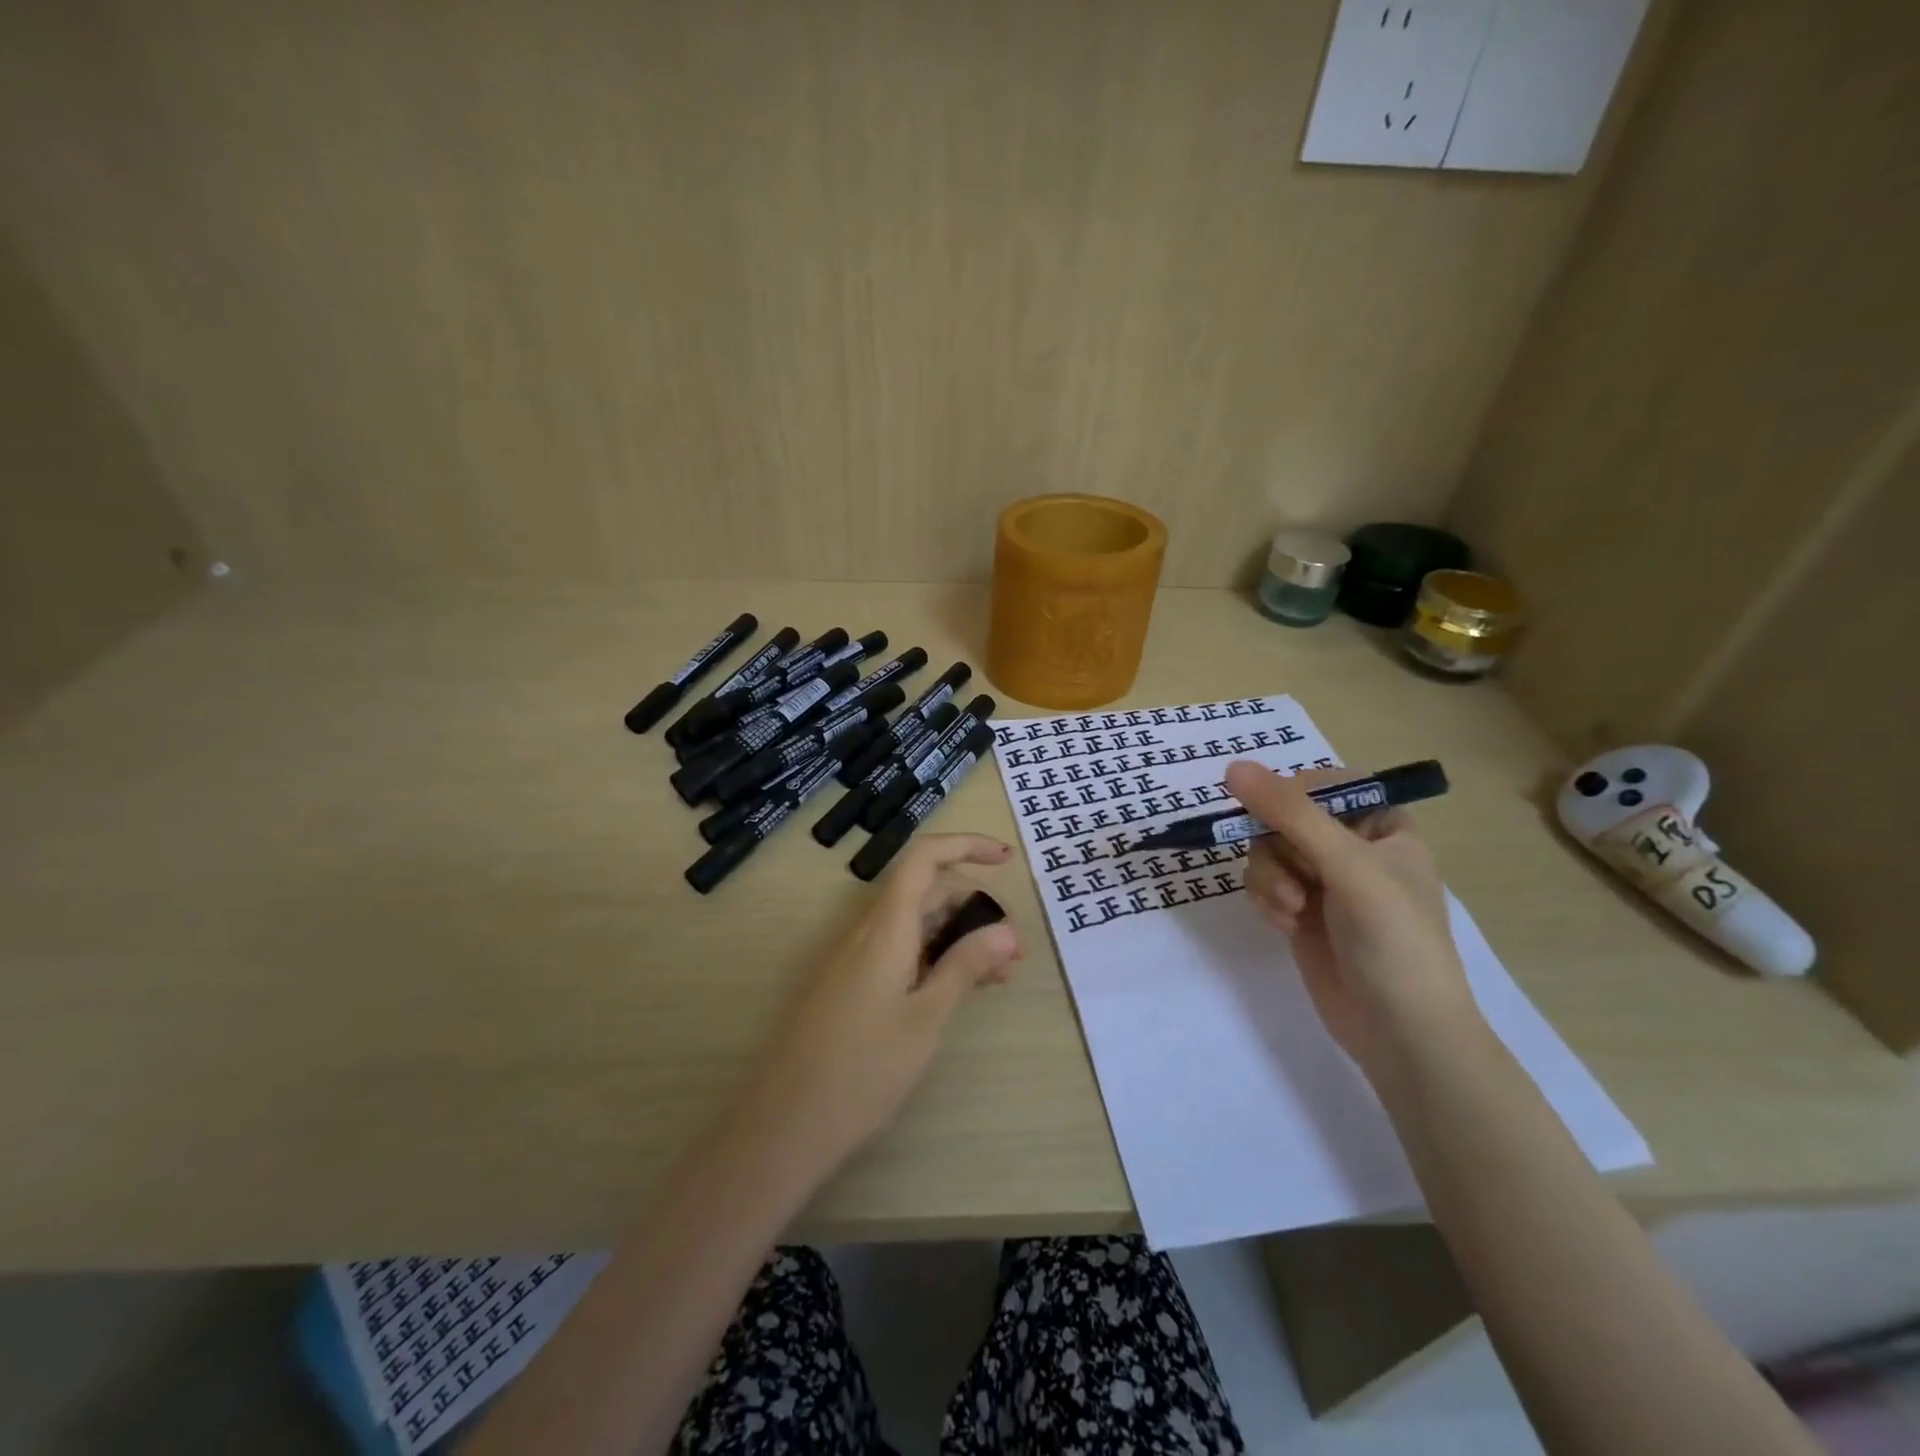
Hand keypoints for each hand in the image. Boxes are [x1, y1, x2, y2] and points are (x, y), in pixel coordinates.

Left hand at [739, 834, 1022, 1179]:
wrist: (786, 1124)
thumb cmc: (863, 1070)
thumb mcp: (926, 1019)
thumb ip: (966, 967)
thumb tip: (1007, 930)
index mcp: (886, 927)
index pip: (925, 858)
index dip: (965, 845)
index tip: (1006, 858)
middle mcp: (868, 931)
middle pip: (926, 891)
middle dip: (974, 905)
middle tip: (1014, 950)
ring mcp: (857, 958)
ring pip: (916, 923)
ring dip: (959, 936)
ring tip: (999, 975)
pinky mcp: (853, 983)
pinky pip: (901, 950)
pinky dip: (936, 957)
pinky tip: (960, 988)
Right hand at [1226, 761, 1482, 1075]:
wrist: (1402, 1034)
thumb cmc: (1394, 940)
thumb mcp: (1347, 866)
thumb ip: (1290, 814)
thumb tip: (1232, 767)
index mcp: (1383, 826)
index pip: (1327, 783)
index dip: (1295, 794)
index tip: (1279, 816)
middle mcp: (1352, 848)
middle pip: (1286, 817)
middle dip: (1279, 847)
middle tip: (1295, 878)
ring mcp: (1324, 882)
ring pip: (1268, 851)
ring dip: (1269, 877)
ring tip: (1291, 910)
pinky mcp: (1302, 912)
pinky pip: (1264, 883)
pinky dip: (1266, 899)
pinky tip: (1283, 925)